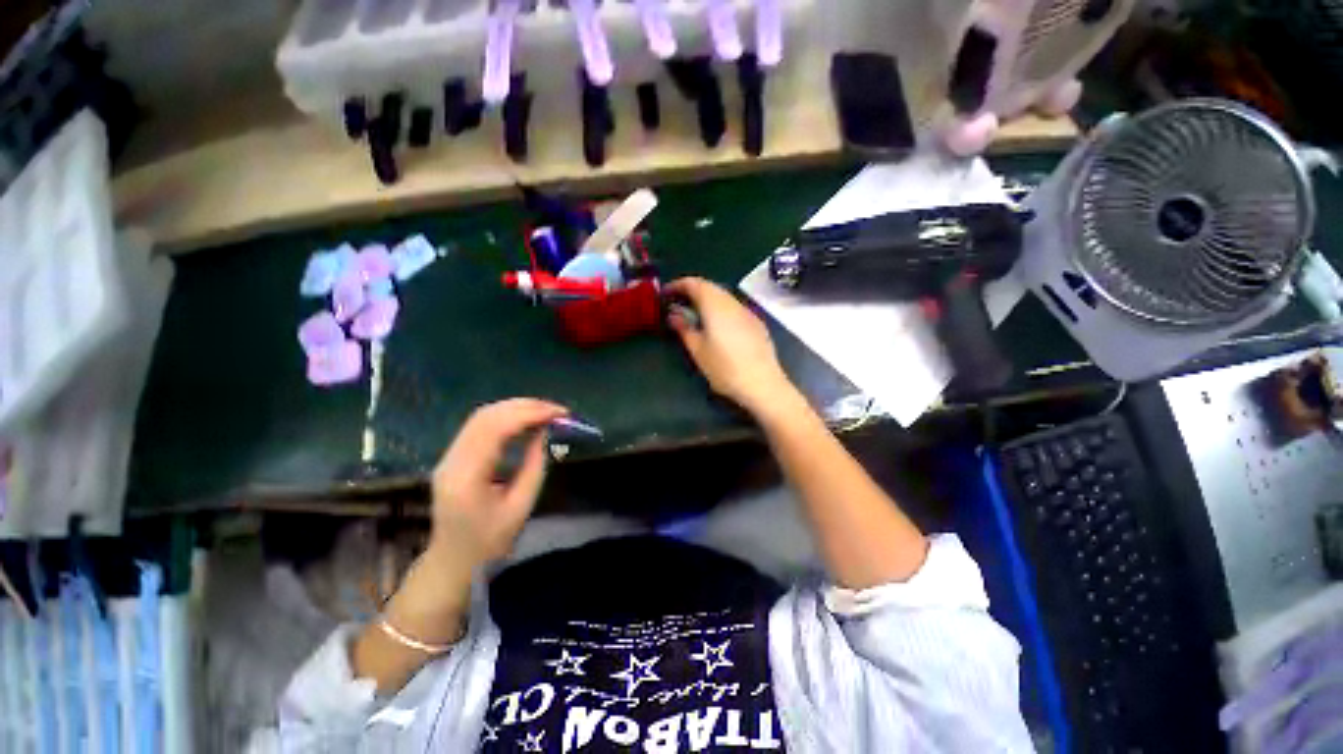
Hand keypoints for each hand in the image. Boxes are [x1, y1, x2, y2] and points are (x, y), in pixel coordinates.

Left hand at [427, 398, 568, 568]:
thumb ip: (534, 465)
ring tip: (545, 412)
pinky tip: (526, 420)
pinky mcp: (453, 456)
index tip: (560, 414)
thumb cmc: (490, 542)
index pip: (497, 428)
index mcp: (467, 476)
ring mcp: (448, 456)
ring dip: (516, 408)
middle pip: (487, 416)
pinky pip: (480, 426)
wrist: (452, 562)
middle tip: (556, 410)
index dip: (530, 413)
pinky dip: (506, 417)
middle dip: (525, 406)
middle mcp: (452, 459)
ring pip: (482, 416)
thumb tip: (545, 432)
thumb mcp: (521, 506)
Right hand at [666, 277, 797, 414]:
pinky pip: (733, 308)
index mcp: (715, 305)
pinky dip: (720, 309)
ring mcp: (747, 312)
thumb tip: (674, 314)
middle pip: (710, 287)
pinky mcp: (756, 323)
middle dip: (692, 291)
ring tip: (694, 314)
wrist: (763, 384)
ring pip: (723, 297)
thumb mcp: (698, 350)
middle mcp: (732, 302)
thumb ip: (684, 328)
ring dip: (707, 300)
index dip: (678, 285)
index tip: (665, 293)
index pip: (694, 283)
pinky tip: (716, 325)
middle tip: (677, 303)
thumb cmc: (724, 368)